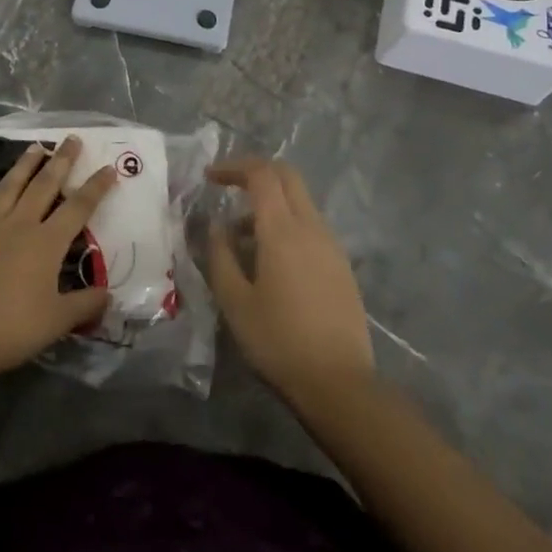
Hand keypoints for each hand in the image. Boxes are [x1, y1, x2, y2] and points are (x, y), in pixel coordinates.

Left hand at [0, 137, 116, 380]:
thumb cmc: (12, 328)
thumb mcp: (58, 321)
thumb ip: (85, 304)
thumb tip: (108, 294)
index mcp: (46, 243)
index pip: (78, 208)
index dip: (95, 187)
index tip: (108, 167)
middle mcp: (19, 225)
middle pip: (44, 186)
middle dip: (61, 162)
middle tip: (71, 139)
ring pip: (8, 188)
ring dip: (23, 166)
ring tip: (35, 147)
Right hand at [207, 158, 374, 402]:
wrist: (339, 383)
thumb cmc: (278, 341)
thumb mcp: (234, 301)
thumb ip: (220, 255)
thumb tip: (216, 225)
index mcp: (283, 231)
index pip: (261, 175)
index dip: (233, 167)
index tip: (209, 177)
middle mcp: (312, 228)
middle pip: (287, 177)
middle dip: (256, 173)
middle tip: (227, 187)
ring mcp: (332, 246)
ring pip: (300, 202)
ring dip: (270, 203)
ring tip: (240, 238)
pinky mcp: (341, 266)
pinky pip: (310, 227)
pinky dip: (286, 225)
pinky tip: (268, 260)